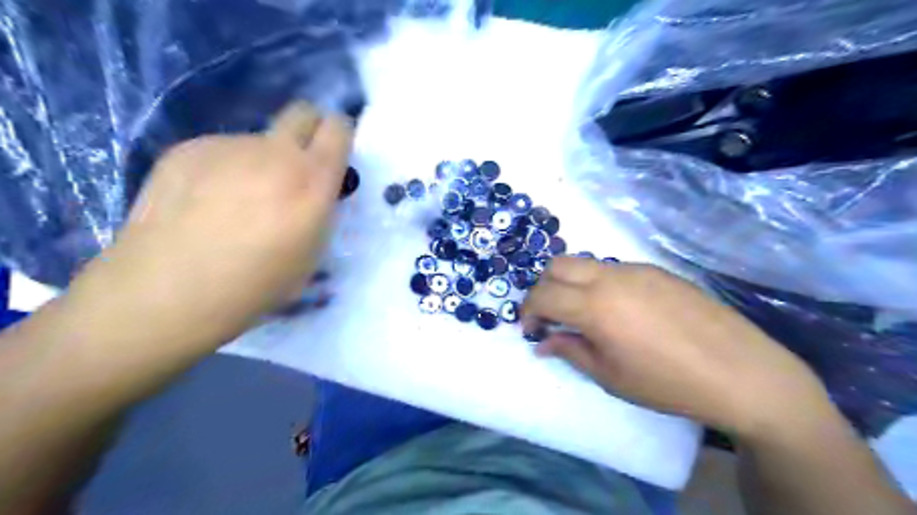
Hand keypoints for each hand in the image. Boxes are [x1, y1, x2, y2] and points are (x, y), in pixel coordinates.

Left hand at [72, 100, 352, 343]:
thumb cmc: (256, 284)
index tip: (334, 156)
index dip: (340, 136)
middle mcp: (274, 153)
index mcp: (312, 181)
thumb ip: (320, 210)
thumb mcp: (311, 253)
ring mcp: (228, 146)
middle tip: (297, 165)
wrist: (169, 290)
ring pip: (258, 140)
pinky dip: (223, 169)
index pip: (338, 128)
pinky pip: (221, 151)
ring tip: (235, 202)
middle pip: (302, 112)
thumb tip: (313, 190)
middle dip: (308, 130)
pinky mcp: (187, 149)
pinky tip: (203, 203)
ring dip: (259, 161)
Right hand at [522, 259, 832, 435]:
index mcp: (595, 305)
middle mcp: (611, 276)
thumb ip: (570, 351)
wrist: (741, 372)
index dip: (528, 310)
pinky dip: (598, 283)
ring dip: (571, 283)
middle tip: (550, 316)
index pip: (543, 294)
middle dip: (543, 288)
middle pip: (558, 265)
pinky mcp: (657, 271)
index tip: (531, 329)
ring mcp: (636, 269)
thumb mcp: (610, 376)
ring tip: (583, 314)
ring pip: (585, 263)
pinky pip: (613, 268)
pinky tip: (618, 310)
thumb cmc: (668, 382)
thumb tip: (544, 343)